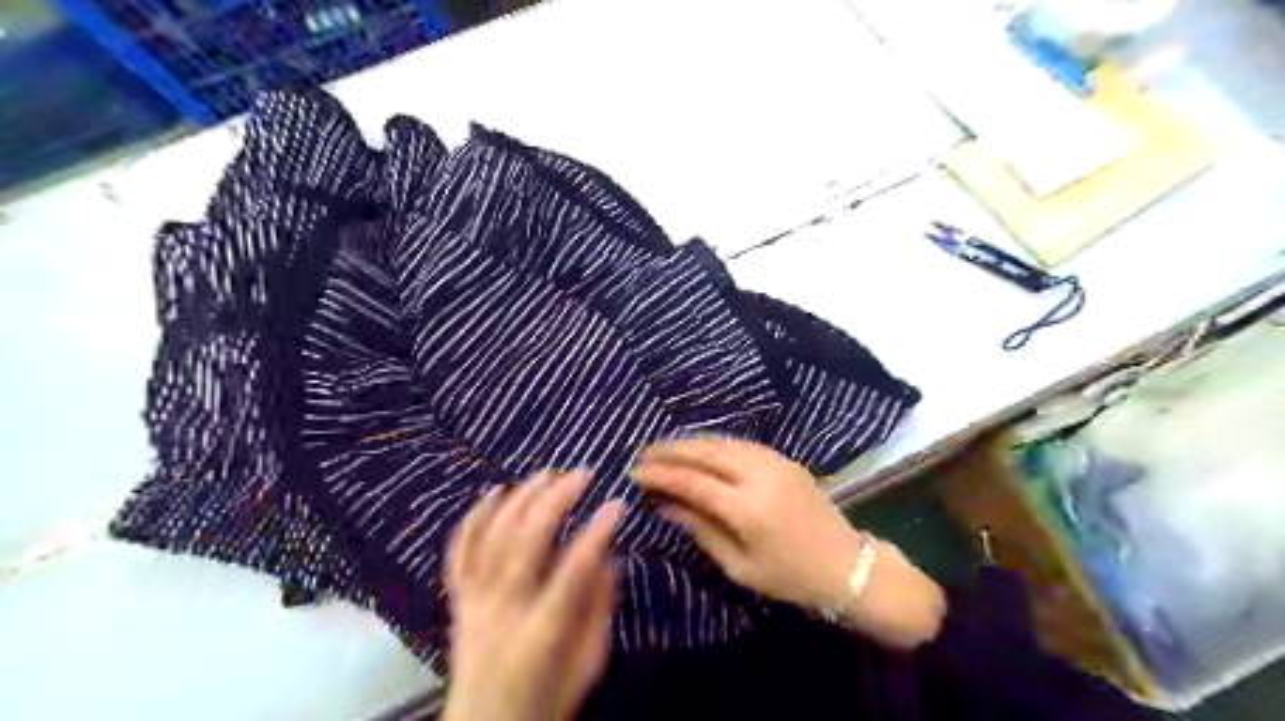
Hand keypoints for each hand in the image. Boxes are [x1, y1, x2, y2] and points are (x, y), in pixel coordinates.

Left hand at [442, 470, 621, 719]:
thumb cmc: (546, 703)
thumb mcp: (589, 664)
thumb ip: (599, 608)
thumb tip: (606, 557)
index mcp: (542, 632)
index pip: (573, 570)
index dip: (597, 531)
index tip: (617, 503)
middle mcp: (503, 610)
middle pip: (526, 541)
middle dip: (556, 500)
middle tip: (582, 475)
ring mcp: (475, 603)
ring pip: (492, 538)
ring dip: (520, 499)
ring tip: (545, 474)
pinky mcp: (458, 602)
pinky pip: (460, 553)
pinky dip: (474, 519)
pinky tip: (491, 493)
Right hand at [631, 437, 940, 651]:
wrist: (846, 565)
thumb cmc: (790, 577)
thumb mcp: (739, 565)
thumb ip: (700, 529)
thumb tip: (665, 505)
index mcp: (747, 508)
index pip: (692, 482)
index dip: (660, 475)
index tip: (635, 473)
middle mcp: (759, 475)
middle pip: (706, 452)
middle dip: (671, 450)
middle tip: (643, 453)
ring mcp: (775, 462)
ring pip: (723, 442)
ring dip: (691, 443)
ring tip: (664, 448)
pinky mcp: (784, 459)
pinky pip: (740, 444)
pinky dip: (714, 444)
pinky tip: (699, 449)